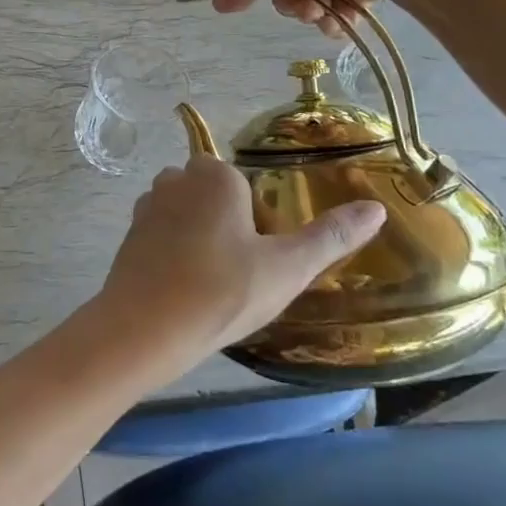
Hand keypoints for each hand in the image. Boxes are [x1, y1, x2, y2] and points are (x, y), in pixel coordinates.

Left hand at [94, 156, 386, 374]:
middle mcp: (176, 179)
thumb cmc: (221, 292)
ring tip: (212, 283)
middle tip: (238, 274)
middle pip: (214, 196)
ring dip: (199, 238)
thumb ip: (331, 236)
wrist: (144, 329)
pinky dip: (174, 253)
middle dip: (227, 226)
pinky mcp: (128, 235)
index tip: (257, 260)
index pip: (244, 185)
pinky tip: (184, 288)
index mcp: (215, 175)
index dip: (256, 222)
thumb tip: (377, 208)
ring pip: (186, 213)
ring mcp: (147, 206)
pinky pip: (162, 235)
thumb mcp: (287, 268)